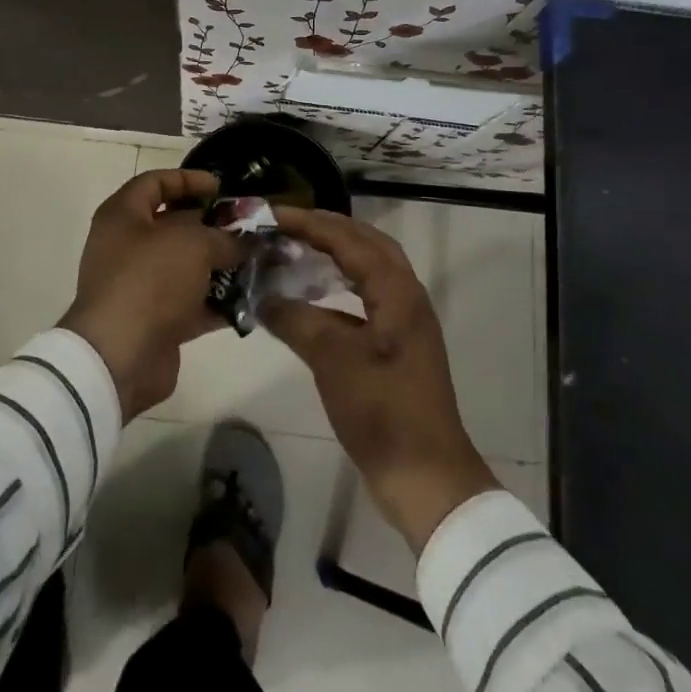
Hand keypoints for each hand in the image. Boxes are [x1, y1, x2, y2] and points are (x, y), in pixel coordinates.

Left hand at [59, 170, 244, 419]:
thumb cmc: (150, 281)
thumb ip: (224, 237)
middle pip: (174, 226)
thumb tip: (245, 241)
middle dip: (214, 226)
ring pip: (187, 267)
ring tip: (258, 261)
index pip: (155, 183)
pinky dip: (218, 301)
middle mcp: (127, 247)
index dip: (188, 180)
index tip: (222, 188)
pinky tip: (251, 298)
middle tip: (250, 228)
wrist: (119, 357)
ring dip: (221, 265)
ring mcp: (140, 286)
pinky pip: (191, 303)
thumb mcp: (194, 245)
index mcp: (123, 216)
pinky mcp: (155, 321)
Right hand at [263, 207, 499, 551]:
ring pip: (369, 269)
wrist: (426, 476)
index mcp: (397, 292)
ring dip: (336, 253)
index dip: (311, 223)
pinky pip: (366, 295)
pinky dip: (339, 285)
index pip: (350, 240)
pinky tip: (313, 296)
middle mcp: (406, 296)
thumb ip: (297, 321)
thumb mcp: (334, 361)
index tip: (273, 214)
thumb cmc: (383, 412)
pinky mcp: (397, 345)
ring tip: (297, 248)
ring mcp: (404, 321)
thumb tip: (264, 297)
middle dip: (327, 228)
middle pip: (367, 244)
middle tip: (286, 224)